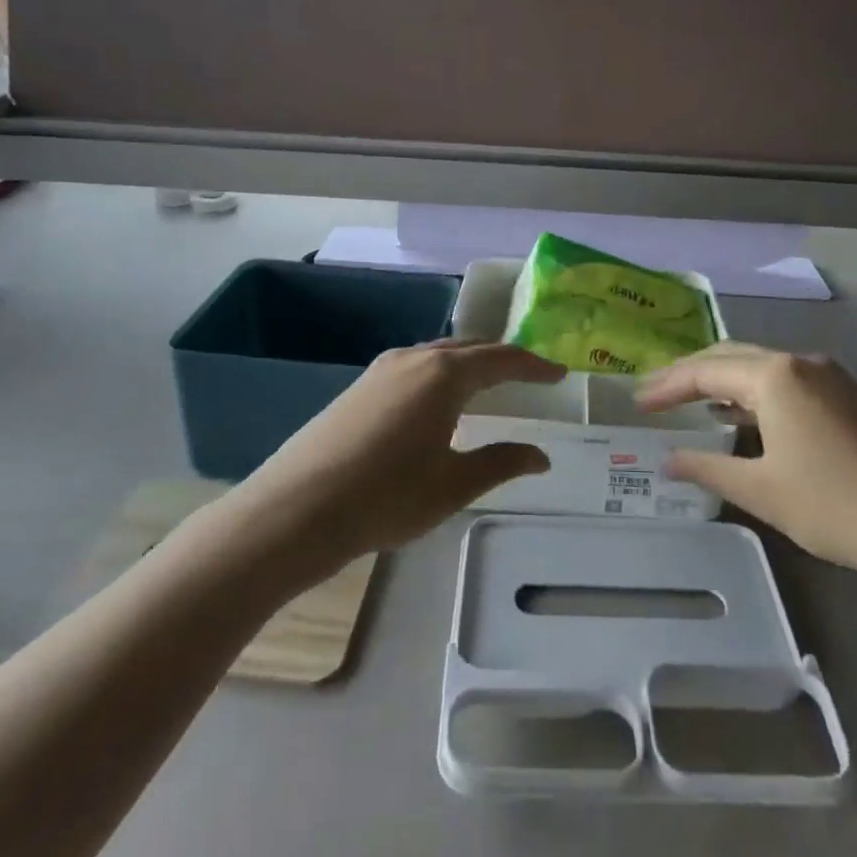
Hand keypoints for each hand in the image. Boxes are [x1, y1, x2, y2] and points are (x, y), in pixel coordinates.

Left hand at [237, 341, 561, 571]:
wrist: (297, 509)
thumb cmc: (387, 497)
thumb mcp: (453, 485)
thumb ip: (500, 463)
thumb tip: (541, 456)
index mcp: (444, 375)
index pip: (501, 359)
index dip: (533, 365)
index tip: (559, 372)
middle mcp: (414, 358)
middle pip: (470, 348)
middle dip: (502, 358)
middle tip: (529, 374)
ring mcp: (382, 369)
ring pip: (438, 354)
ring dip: (469, 363)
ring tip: (489, 383)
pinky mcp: (360, 385)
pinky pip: (415, 366)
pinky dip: (441, 372)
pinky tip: (439, 399)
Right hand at [638, 343, 856, 595]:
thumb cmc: (838, 506)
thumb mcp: (762, 491)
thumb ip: (708, 469)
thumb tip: (667, 460)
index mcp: (774, 376)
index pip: (704, 371)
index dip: (666, 386)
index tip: (637, 403)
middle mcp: (800, 363)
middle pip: (730, 357)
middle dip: (690, 375)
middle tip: (656, 395)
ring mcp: (830, 377)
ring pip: (760, 367)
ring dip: (723, 382)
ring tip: (691, 404)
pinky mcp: (849, 397)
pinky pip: (786, 382)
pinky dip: (753, 393)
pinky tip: (743, 418)